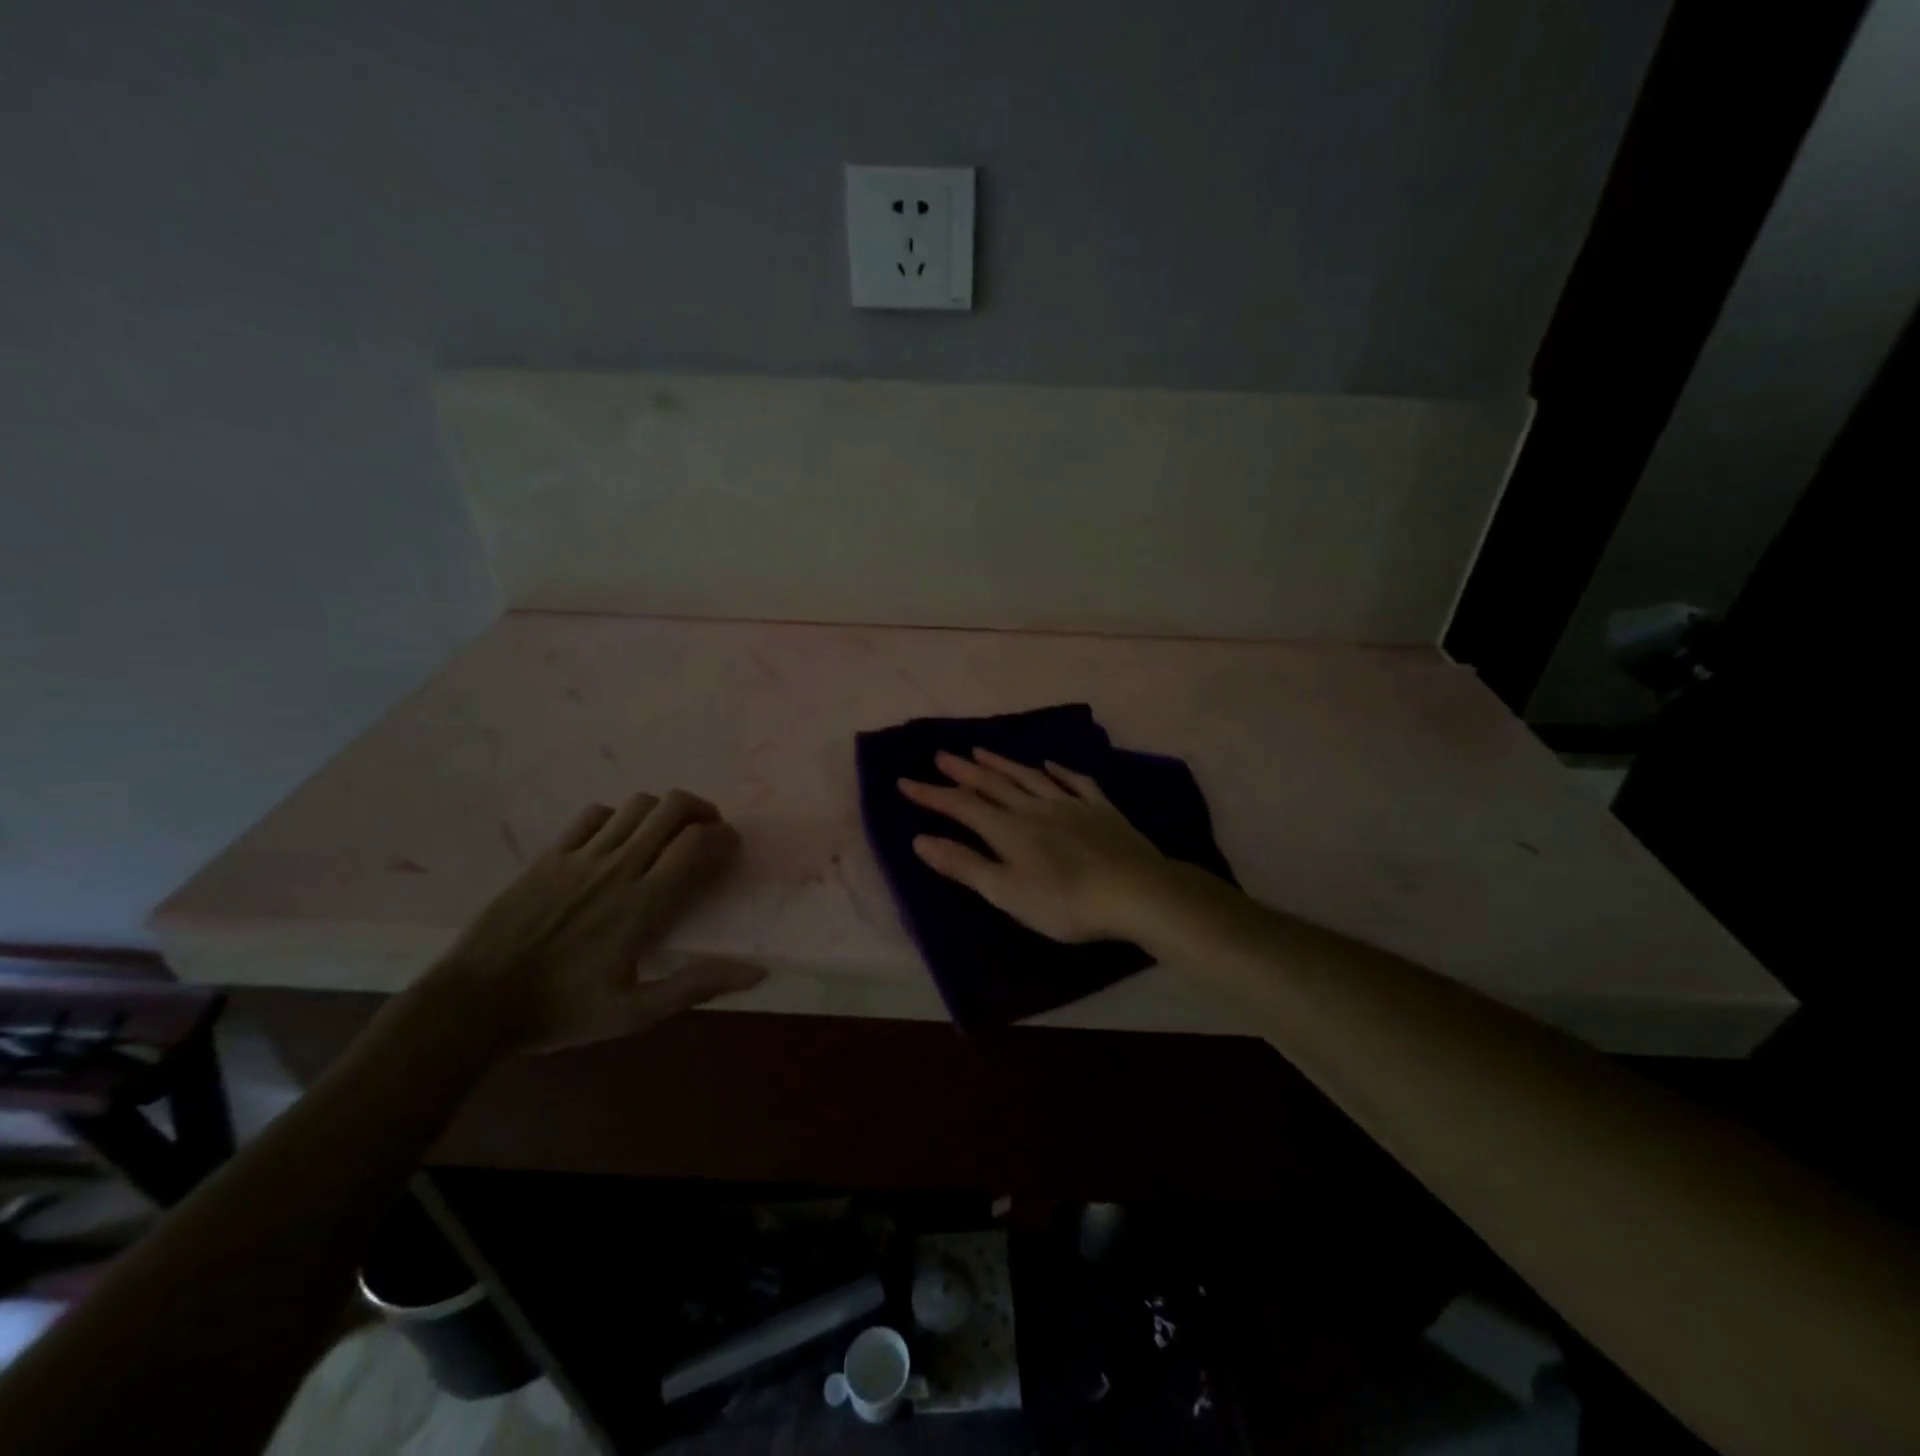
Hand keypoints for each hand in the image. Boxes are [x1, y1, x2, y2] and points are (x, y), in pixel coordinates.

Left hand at [429, 789, 763, 1052]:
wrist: (474, 1005)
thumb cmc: (561, 1012)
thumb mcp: (634, 1013)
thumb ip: (695, 986)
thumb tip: (756, 972)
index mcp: (643, 904)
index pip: (697, 844)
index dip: (724, 837)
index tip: (731, 849)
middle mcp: (618, 868)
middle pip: (672, 808)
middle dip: (702, 810)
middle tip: (708, 832)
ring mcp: (581, 856)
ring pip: (638, 805)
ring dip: (664, 811)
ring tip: (670, 833)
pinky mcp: (550, 855)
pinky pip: (594, 814)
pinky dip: (619, 816)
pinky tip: (619, 839)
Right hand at [898, 749, 1179, 943]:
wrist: (1134, 891)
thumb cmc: (1063, 901)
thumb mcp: (1005, 892)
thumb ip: (964, 865)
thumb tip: (920, 840)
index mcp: (1007, 829)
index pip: (961, 805)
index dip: (931, 794)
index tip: (904, 781)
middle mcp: (1034, 807)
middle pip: (992, 784)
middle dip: (963, 771)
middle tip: (941, 754)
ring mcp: (1070, 804)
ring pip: (1029, 777)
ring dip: (1002, 764)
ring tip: (981, 750)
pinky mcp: (1100, 809)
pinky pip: (1075, 782)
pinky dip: (1058, 771)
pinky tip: (1050, 764)